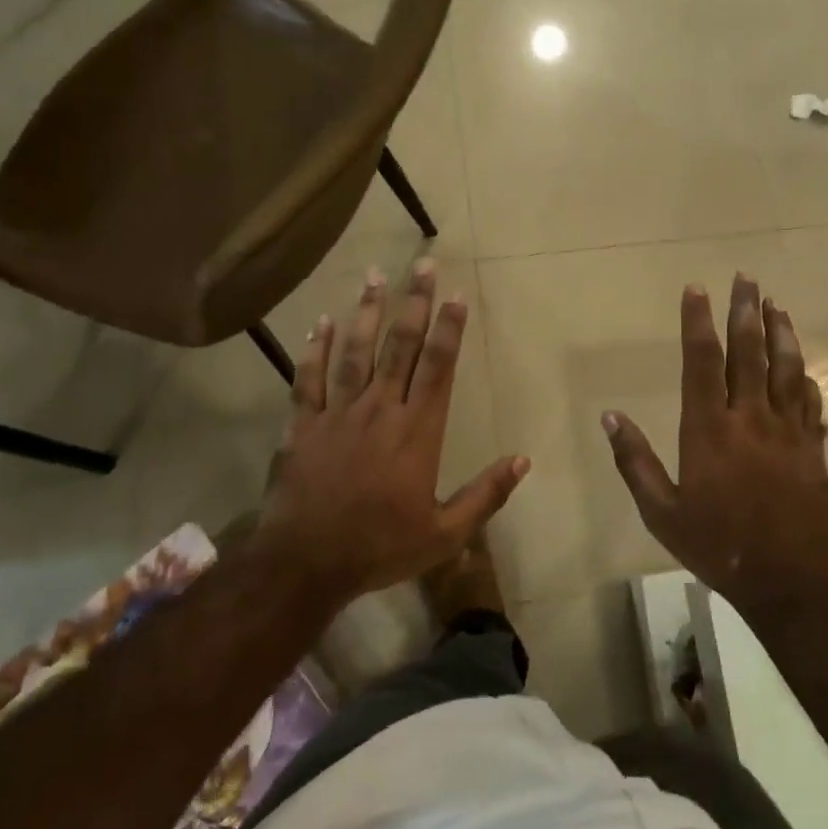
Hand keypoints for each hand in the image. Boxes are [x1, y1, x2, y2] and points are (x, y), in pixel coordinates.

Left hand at [254, 260, 528, 604]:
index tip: (457, 294)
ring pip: (356, 352)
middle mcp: (380, 410)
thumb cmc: (379, 548)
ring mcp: (338, 413)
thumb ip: (486, 495)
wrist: (306, 564)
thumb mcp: (444, 534)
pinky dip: (315, 348)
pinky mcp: (303, 424)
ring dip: (367, 311)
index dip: (449, 329)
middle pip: (400, 347)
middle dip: (415, 303)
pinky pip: (309, 378)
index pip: (438, 368)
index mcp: (417, 432)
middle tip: (422, 264)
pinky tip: (322, 321)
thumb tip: (523, 460)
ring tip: (375, 275)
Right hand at [603, 274, 827, 615]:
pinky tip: (802, 366)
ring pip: (786, 369)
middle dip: (745, 311)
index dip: (698, 322)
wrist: (788, 579)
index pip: (701, 362)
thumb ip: (634, 461)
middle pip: (748, 353)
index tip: (697, 289)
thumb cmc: (716, 544)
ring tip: (776, 304)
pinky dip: (805, 378)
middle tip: (746, 278)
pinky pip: (810, 403)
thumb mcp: (661, 511)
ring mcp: (788, 431)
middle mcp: (750, 418)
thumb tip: (610, 417)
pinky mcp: (813, 449)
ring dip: (781, 333)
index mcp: (709, 428)